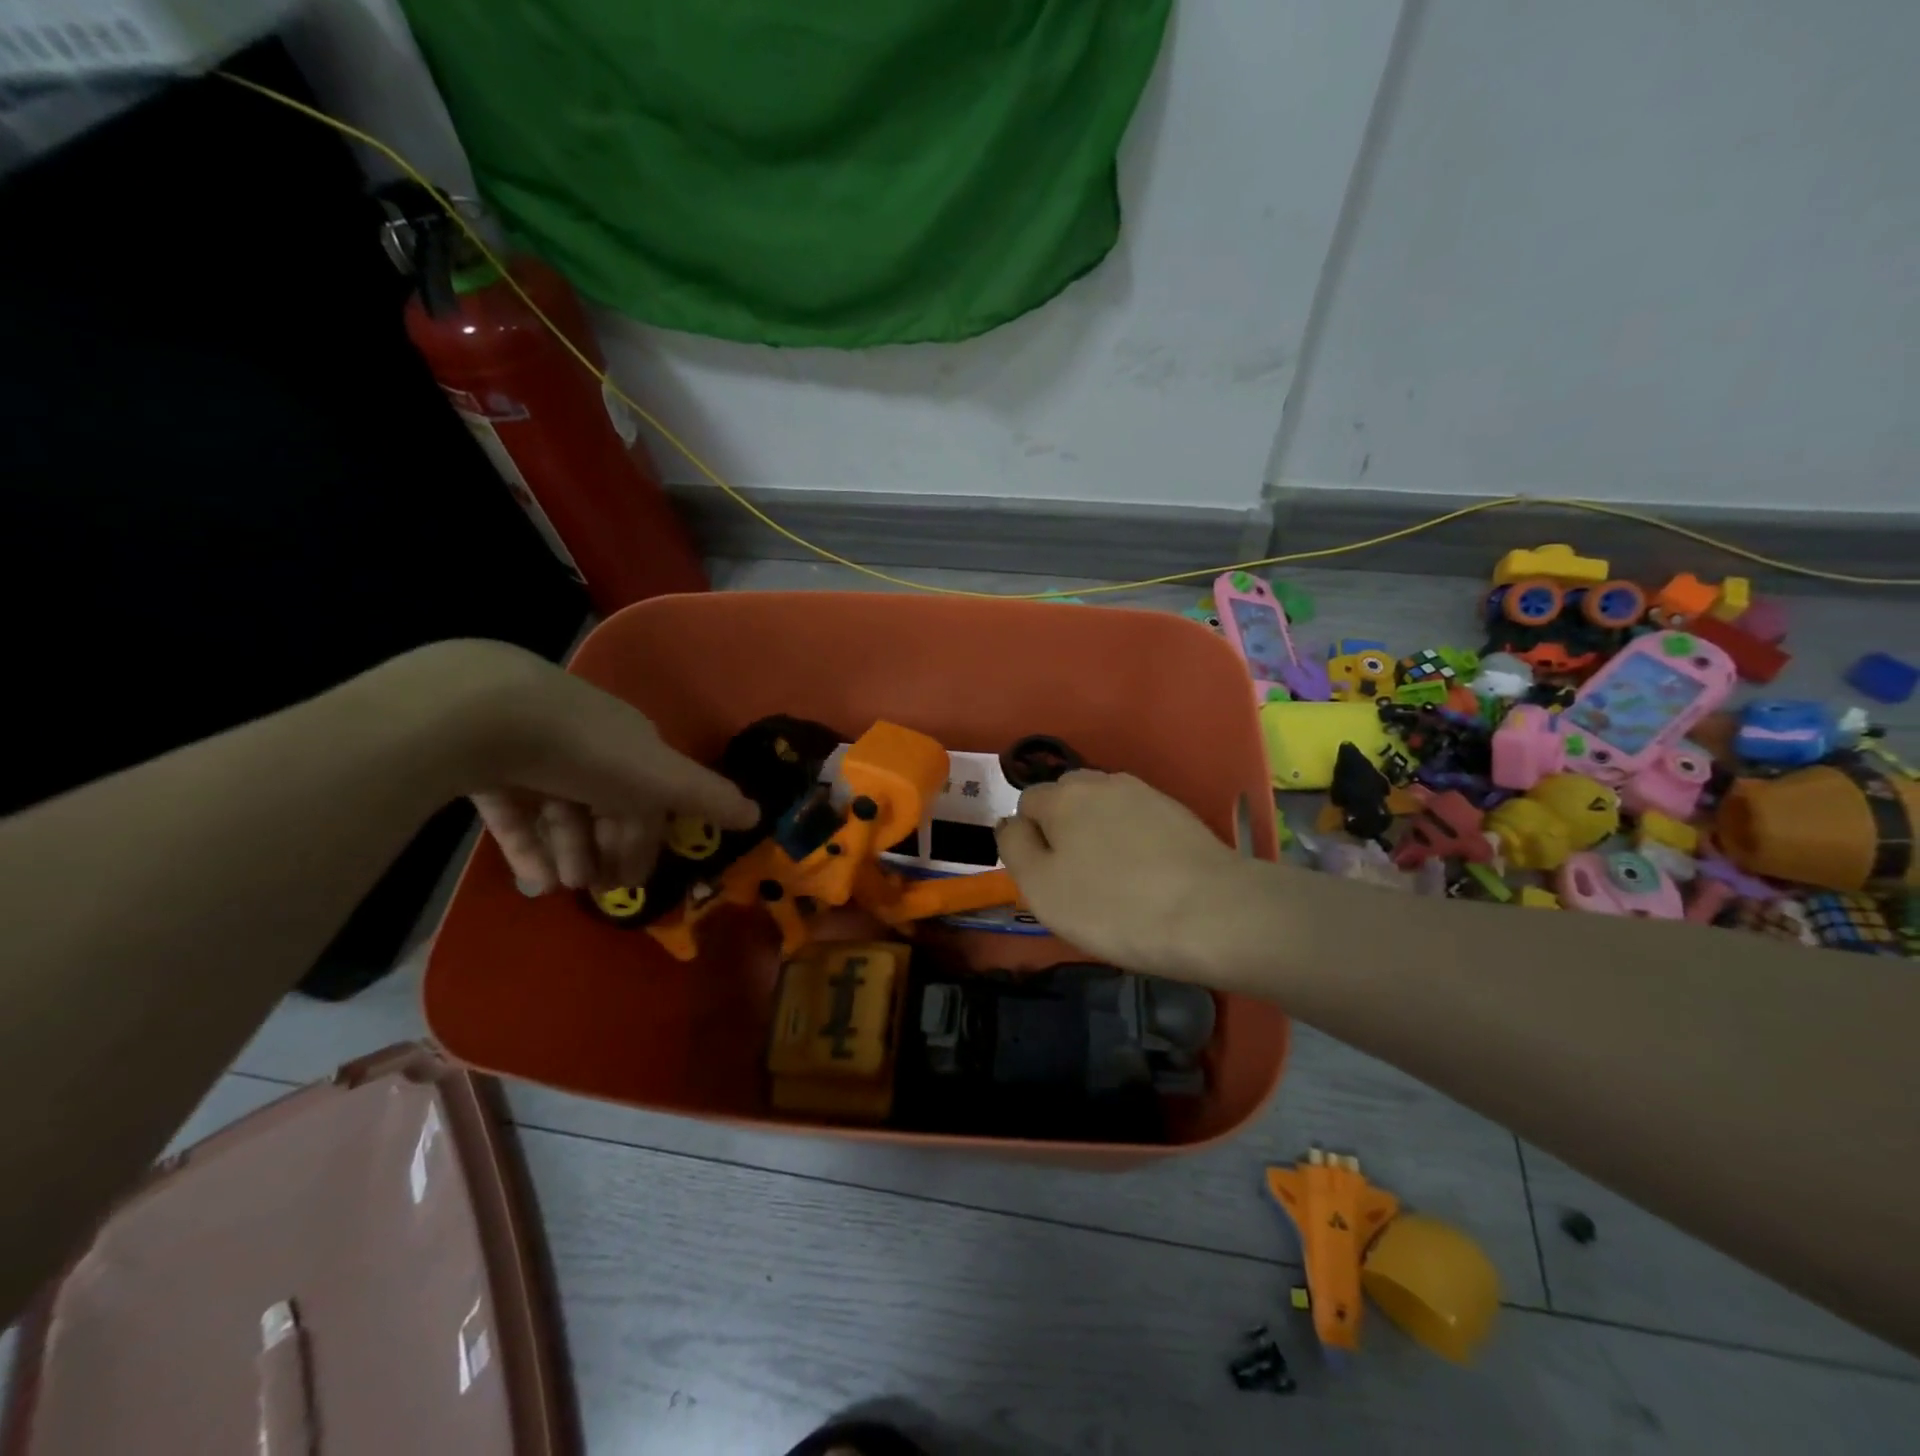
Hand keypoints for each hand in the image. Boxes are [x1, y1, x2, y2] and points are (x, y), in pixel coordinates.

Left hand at [394, 641, 758, 894]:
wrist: (488, 714)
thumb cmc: (589, 749)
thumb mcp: (661, 777)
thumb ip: (708, 797)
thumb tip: (759, 814)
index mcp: (634, 747)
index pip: (649, 799)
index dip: (646, 841)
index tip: (636, 882)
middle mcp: (590, 749)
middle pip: (605, 809)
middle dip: (606, 851)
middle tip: (599, 892)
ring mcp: (536, 757)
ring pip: (560, 814)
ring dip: (568, 854)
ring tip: (562, 888)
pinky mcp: (487, 768)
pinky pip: (515, 814)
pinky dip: (526, 848)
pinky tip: (532, 880)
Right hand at [994, 770, 1254, 982]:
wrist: (1213, 913)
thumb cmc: (1113, 906)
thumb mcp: (1040, 888)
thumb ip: (1014, 847)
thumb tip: (1010, 822)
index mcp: (1063, 795)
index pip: (1027, 803)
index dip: (1030, 840)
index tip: (1048, 879)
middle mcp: (1102, 782)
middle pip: (1067, 798)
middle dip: (1064, 828)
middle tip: (1078, 879)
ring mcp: (1146, 794)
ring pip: (1104, 808)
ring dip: (1099, 833)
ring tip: (1115, 879)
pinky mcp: (1179, 813)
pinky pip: (1138, 821)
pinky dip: (1133, 841)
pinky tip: (1148, 876)